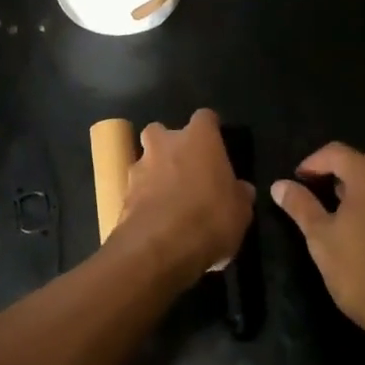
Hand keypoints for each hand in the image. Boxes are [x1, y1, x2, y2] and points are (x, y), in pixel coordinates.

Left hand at [112, 110, 254, 284]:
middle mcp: (166, 143)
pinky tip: (156, 220)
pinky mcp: (124, 193)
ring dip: (155, 173)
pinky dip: (145, 199)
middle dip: (170, 145)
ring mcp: (141, 166)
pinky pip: (137, 189)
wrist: (159, 247)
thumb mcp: (240, 212)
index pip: (205, 118)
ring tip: (168, 200)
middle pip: (162, 131)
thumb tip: (241, 189)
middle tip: (185, 169)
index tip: (216, 145)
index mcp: (199, 139)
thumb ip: (239, 195)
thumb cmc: (209, 218)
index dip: (210, 130)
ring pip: (145, 159)